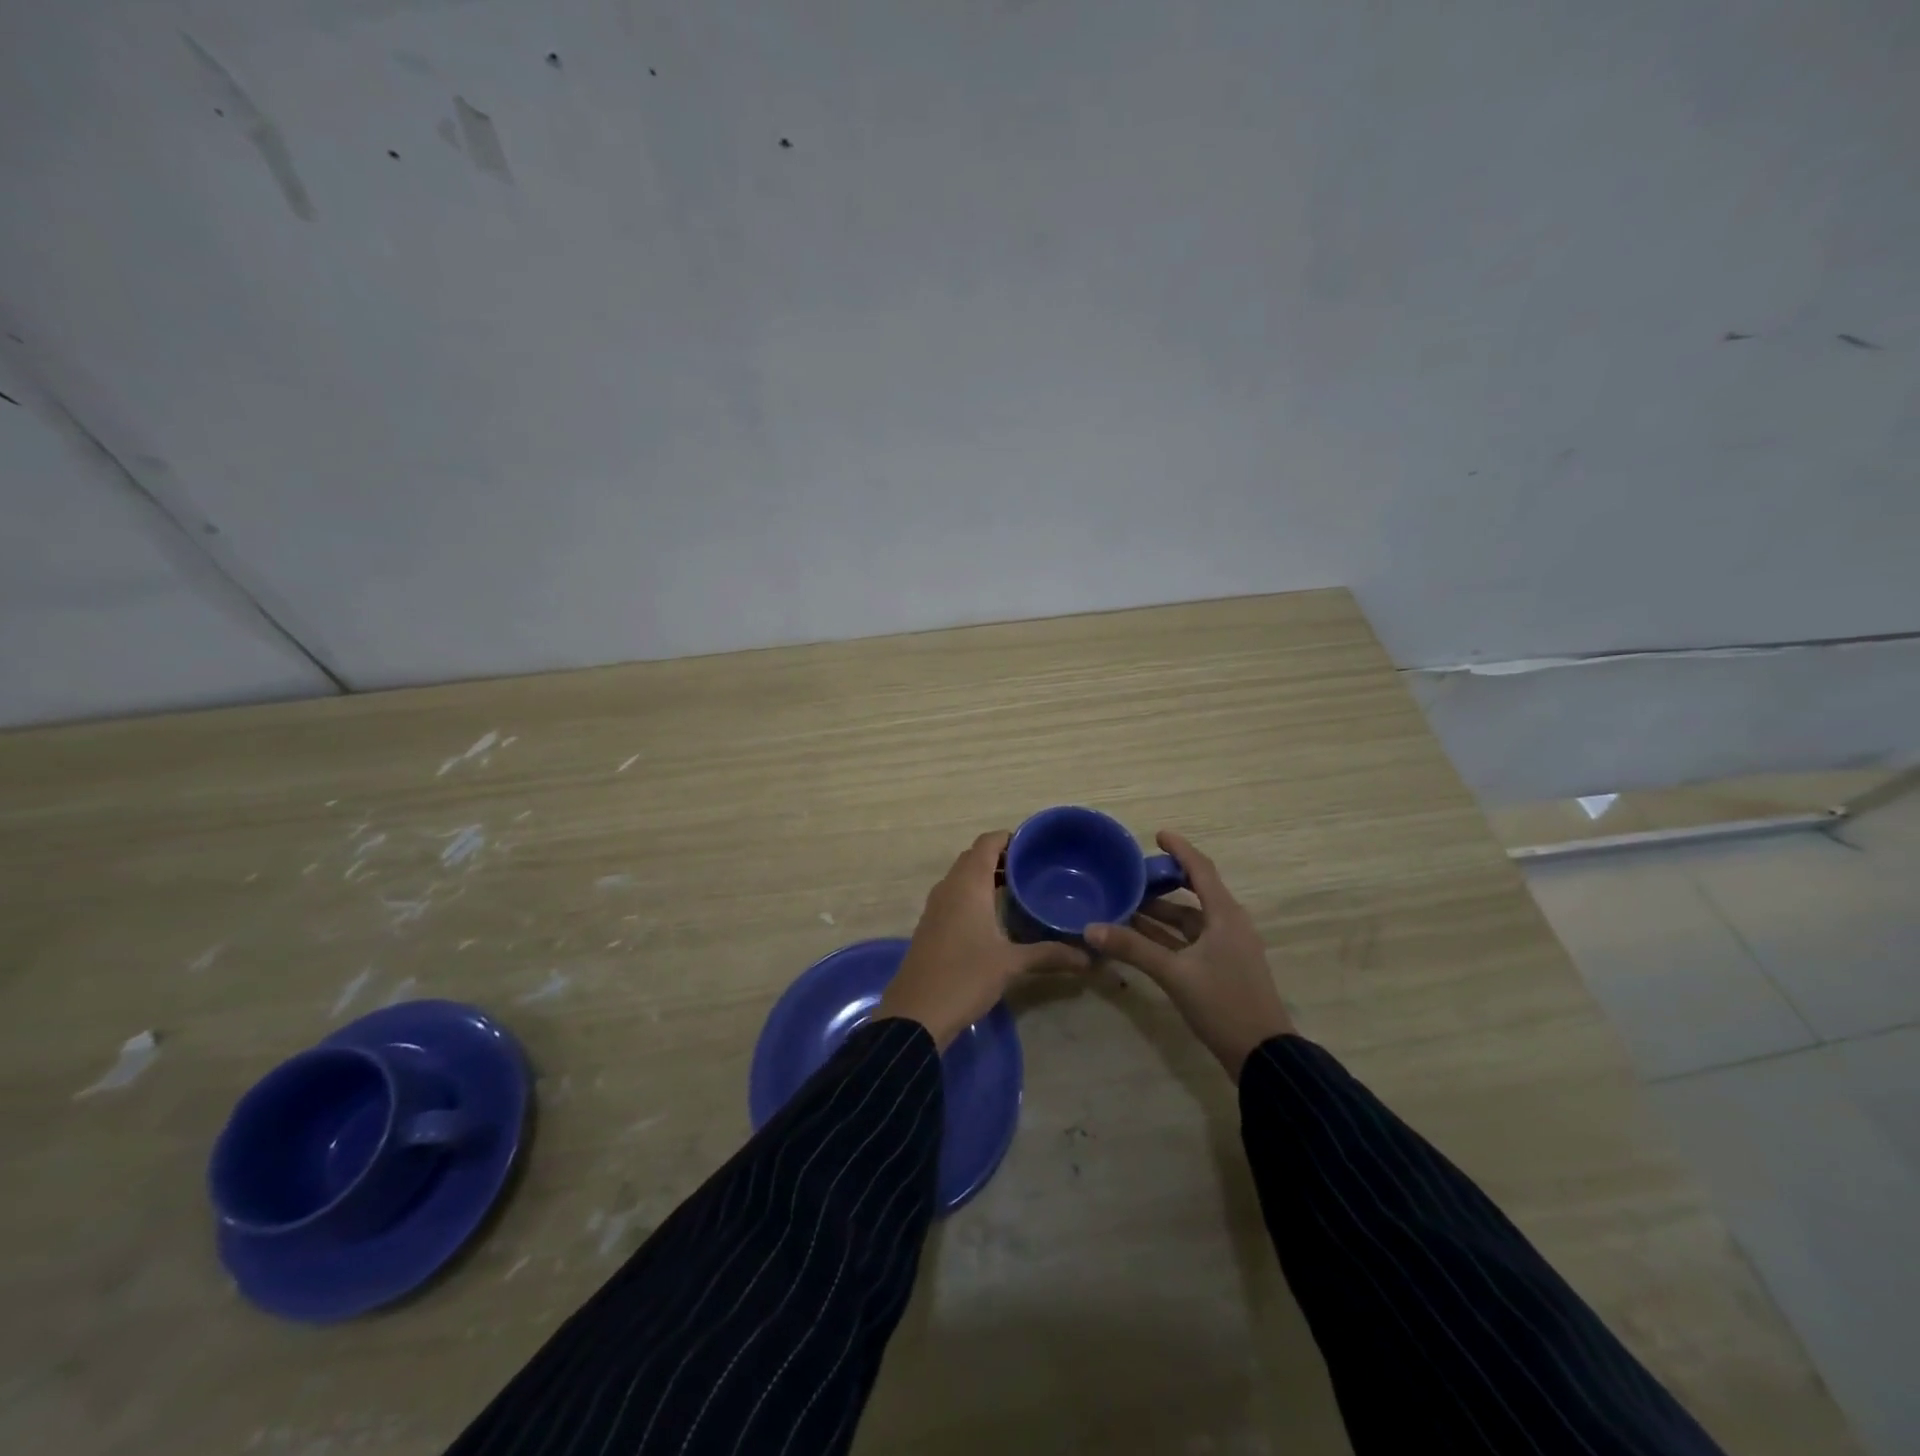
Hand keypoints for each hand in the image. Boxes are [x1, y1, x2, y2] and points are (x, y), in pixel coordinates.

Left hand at [877, 830, 1090, 1049]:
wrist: (916, 1013)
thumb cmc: (965, 977)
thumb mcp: (1011, 964)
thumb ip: (1050, 955)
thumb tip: (1088, 957)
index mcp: (968, 884)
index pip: (987, 843)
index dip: (1010, 838)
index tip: (1036, 847)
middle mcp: (949, 887)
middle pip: (974, 857)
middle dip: (1002, 857)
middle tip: (1033, 869)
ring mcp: (936, 906)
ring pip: (963, 877)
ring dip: (987, 877)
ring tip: (1019, 890)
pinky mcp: (931, 925)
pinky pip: (955, 896)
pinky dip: (975, 895)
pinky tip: (995, 917)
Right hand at [1085, 831, 1293, 1080]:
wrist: (1262, 1055)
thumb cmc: (1223, 1003)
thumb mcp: (1174, 974)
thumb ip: (1133, 949)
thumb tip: (1090, 928)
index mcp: (1225, 915)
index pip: (1200, 869)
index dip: (1179, 849)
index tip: (1156, 835)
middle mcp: (1228, 924)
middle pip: (1194, 891)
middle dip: (1164, 882)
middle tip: (1132, 874)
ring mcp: (1227, 947)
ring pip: (1190, 919)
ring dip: (1162, 911)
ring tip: (1127, 903)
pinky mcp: (1222, 967)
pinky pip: (1190, 939)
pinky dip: (1167, 934)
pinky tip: (1140, 936)